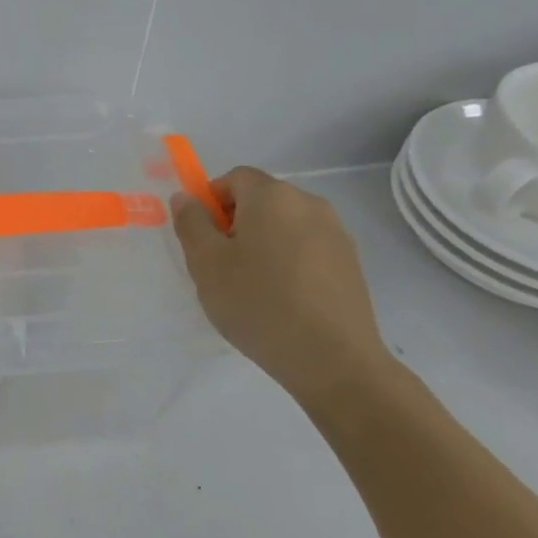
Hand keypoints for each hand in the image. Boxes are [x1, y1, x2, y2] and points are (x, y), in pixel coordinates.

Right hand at [172, 167, 392, 402]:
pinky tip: (282, 300)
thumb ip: (191, 223)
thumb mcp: (206, 263)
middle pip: (261, 200)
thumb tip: (186, 197)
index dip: (211, 200)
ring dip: (263, 243)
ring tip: (252, 287)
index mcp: (272, 196)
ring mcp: (336, 234)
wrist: (332, 359)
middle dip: (236, 223)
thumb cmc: (257, 303)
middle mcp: (309, 204)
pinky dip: (289, 262)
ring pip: (285, 226)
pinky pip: (307, 249)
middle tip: (221, 265)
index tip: (203, 237)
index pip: (234, 178)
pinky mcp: (351, 264)